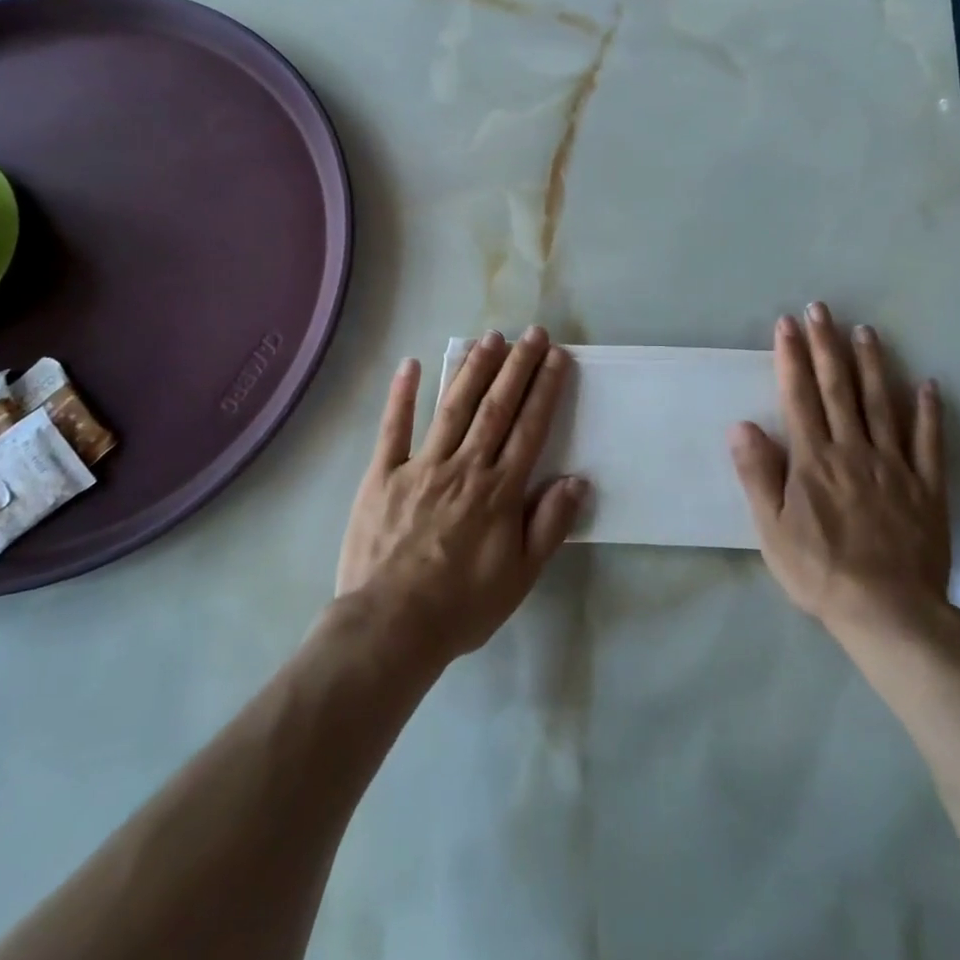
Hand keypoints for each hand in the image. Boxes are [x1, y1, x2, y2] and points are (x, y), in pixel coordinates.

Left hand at [337, 327, 587, 662]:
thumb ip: (549, 525)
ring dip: (473, 369)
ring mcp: (421, 467)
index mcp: (499, 491)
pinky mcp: (382, 475)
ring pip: (453, 408)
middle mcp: (465, 467)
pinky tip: (411, 364)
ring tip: (491, 337)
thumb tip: (577, 480)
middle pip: (496, 407)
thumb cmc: (462, 605)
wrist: (391, 627)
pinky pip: (392, 429)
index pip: (529, 428)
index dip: (545, 389)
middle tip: (532, 332)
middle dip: (517, 366)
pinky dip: (402, 395)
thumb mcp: (520, 576)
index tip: (557, 357)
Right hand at [729, 305, 956, 642]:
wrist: (889, 613)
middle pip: (838, 389)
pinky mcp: (926, 486)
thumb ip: (758, 474)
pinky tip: (928, 385)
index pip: (799, 396)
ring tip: (866, 331)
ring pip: (882, 403)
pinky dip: (928, 412)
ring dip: (872, 364)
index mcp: (814, 459)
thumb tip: (742, 424)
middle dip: (827, 346)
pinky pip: (929, 442)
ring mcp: (894, 465)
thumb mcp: (772, 529)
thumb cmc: (820, 571)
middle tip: (822, 309)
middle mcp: (853, 450)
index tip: (787, 323)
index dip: (791, 357)